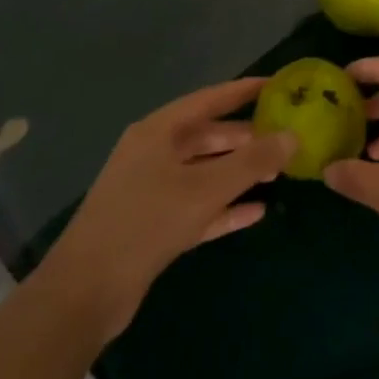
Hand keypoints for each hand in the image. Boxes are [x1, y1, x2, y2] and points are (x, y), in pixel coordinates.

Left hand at [42, 79, 294, 342]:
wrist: (85, 292)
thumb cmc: (146, 223)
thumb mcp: (205, 189)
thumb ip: (252, 162)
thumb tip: (293, 136)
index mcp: (158, 132)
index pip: (209, 99)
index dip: (243, 91)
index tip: (277, 85)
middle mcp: (153, 153)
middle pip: (208, 136)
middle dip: (246, 138)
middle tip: (285, 139)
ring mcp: (151, 190)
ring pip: (204, 172)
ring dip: (238, 173)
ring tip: (278, 175)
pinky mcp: (153, 225)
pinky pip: (197, 206)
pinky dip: (224, 207)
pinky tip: (256, 213)